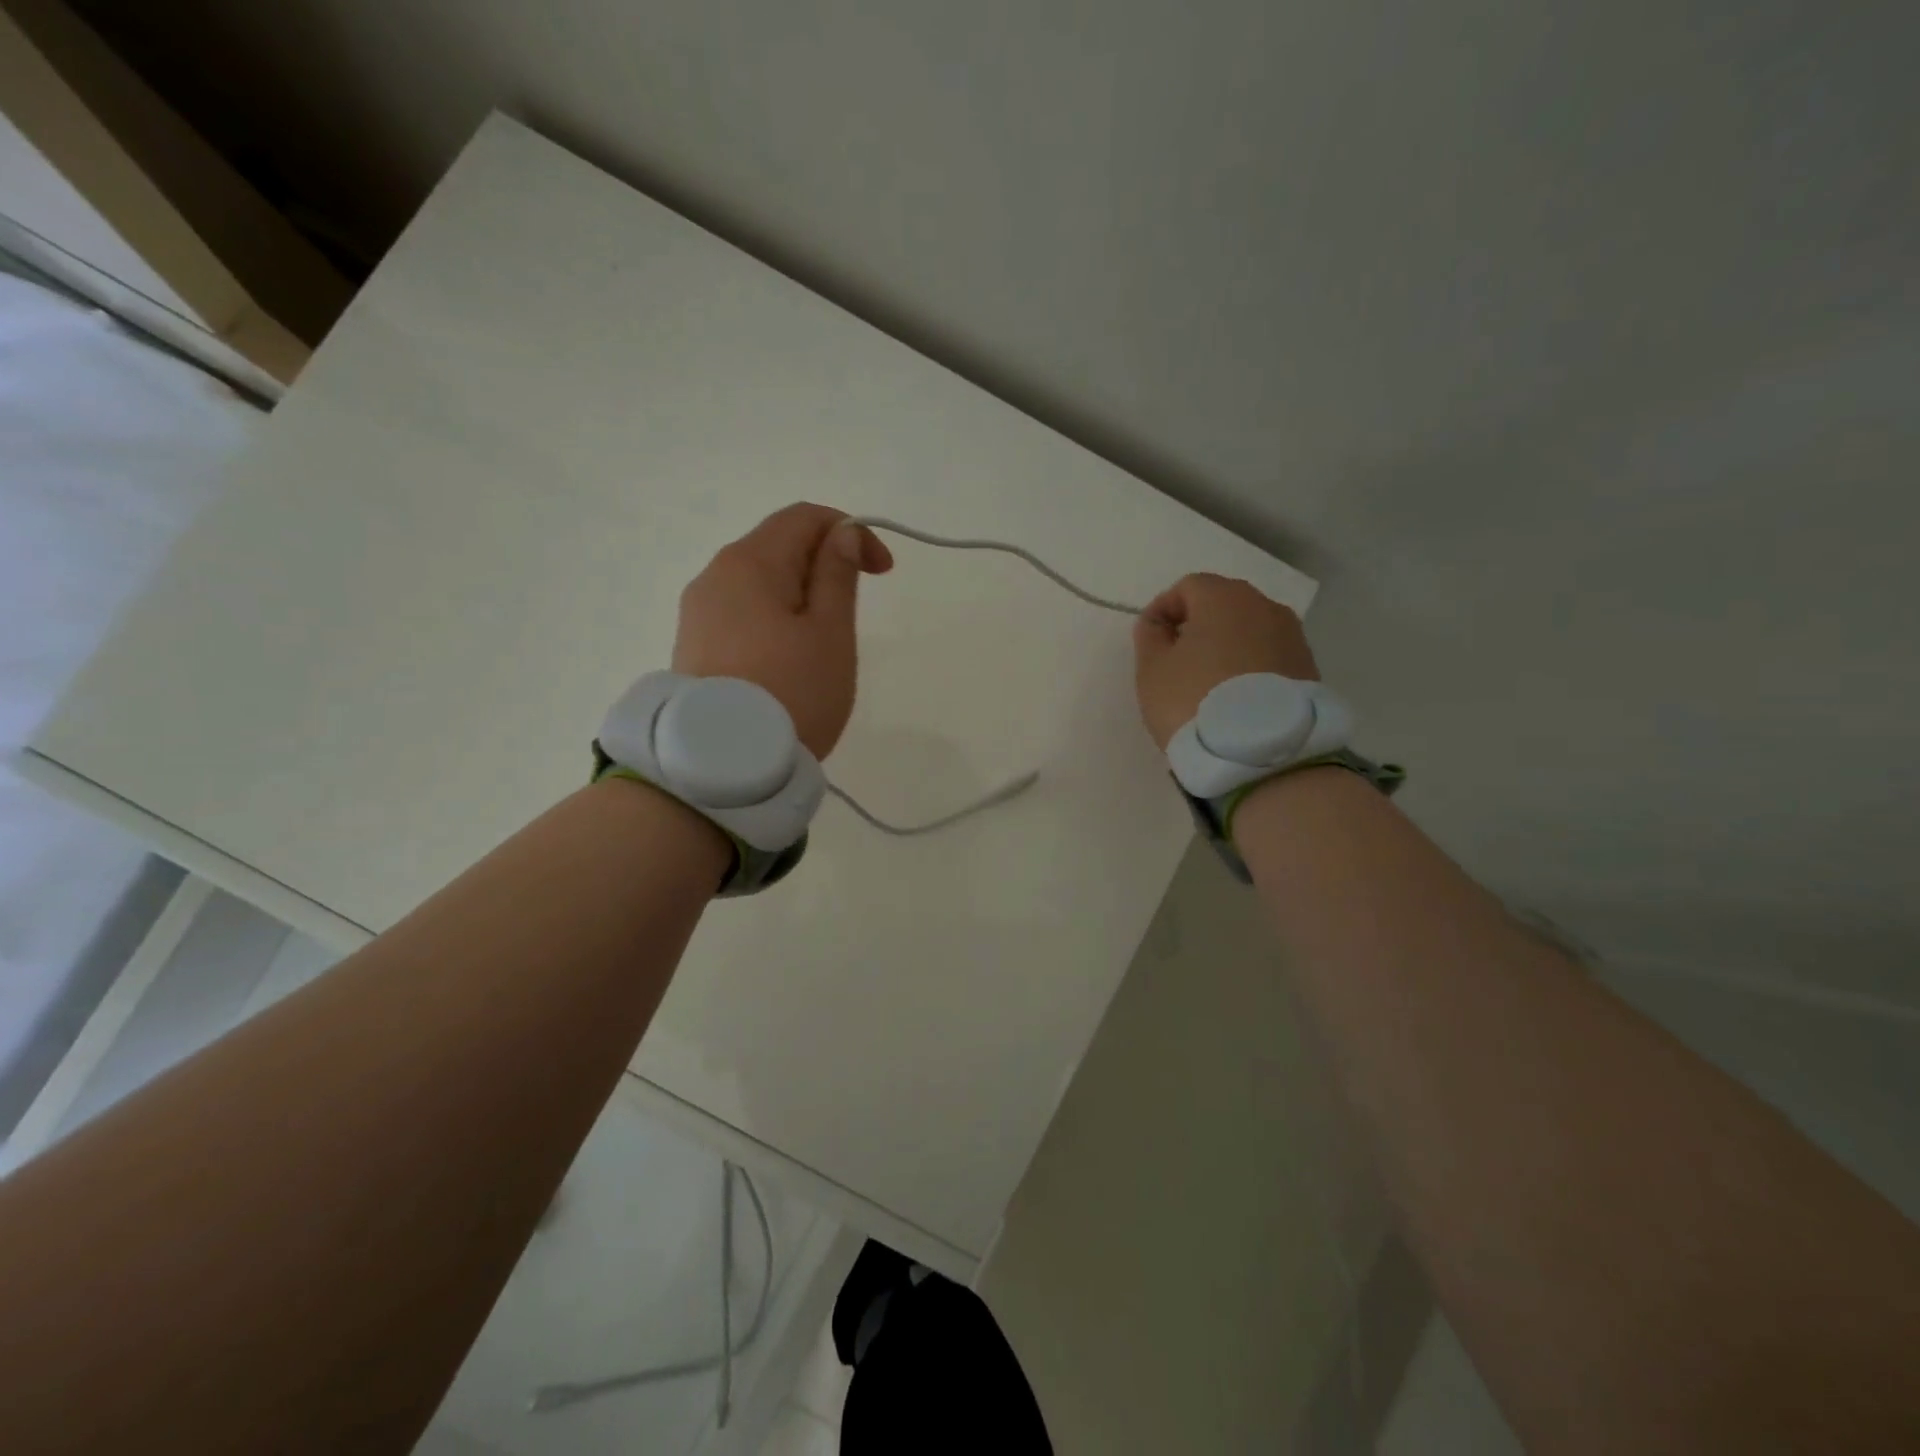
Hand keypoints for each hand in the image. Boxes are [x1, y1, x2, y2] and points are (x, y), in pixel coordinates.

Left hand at [674, 503, 892, 758]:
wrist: (722, 768)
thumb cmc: (791, 693)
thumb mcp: (830, 634)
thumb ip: (837, 576)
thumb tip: (841, 534)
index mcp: (750, 562)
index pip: (805, 518)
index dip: (851, 532)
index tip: (883, 573)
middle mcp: (714, 576)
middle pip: (778, 547)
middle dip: (824, 566)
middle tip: (853, 614)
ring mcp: (698, 613)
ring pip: (759, 584)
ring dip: (799, 597)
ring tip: (822, 646)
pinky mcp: (693, 647)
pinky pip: (741, 615)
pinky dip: (773, 621)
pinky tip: (786, 662)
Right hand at [1132, 573, 1319, 750]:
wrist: (1261, 753)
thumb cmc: (1193, 700)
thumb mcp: (1152, 670)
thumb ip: (1150, 637)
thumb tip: (1157, 623)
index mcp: (1224, 598)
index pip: (1188, 587)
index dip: (1164, 609)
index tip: (1151, 640)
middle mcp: (1264, 606)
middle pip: (1223, 603)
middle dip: (1197, 625)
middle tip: (1177, 660)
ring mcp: (1292, 636)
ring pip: (1249, 630)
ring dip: (1226, 646)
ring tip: (1208, 682)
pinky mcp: (1308, 668)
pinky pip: (1269, 655)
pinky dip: (1249, 666)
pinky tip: (1236, 697)